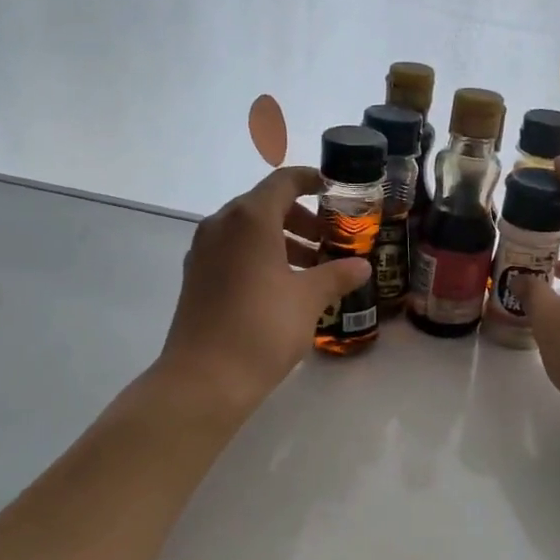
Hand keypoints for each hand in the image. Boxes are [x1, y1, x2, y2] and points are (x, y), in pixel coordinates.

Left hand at [157, 167, 371, 417]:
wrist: (204, 379)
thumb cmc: (262, 328)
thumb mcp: (308, 300)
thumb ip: (337, 275)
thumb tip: (361, 266)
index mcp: (250, 219)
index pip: (284, 182)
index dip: (311, 181)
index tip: (335, 192)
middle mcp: (222, 225)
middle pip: (265, 205)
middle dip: (301, 219)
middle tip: (330, 241)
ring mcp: (204, 251)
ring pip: (248, 231)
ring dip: (282, 241)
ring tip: (313, 269)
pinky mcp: (197, 277)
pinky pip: (233, 252)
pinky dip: (260, 257)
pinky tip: (282, 288)